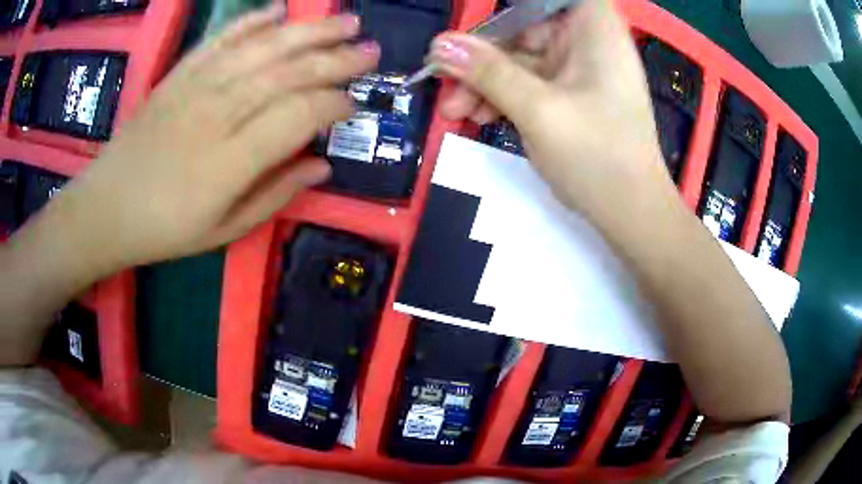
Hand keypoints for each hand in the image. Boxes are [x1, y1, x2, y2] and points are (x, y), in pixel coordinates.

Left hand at [37, 4, 378, 275]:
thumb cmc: (164, 229)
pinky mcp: (177, 76)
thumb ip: (274, 196)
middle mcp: (217, 114)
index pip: (298, 116)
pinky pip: (219, 40)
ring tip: (346, 21)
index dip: (334, 105)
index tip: (354, 105)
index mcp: (230, 162)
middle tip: (372, 50)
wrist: (106, 208)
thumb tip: (321, 166)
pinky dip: (250, 22)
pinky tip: (278, 10)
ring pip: (261, 48)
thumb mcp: (223, 231)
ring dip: (308, 31)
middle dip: (337, 59)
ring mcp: (194, 88)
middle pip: (287, 73)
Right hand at [428, 0, 674, 224]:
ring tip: (454, 113)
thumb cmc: (598, 155)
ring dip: (484, 82)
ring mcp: (577, 70)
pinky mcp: (568, 95)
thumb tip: (438, 46)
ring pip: (519, 60)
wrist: (630, 214)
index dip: (516, 5)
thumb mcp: (538, 109)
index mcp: (594, 28)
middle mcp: (586, 41)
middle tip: (444, 82)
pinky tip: (476, 118)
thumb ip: (487, 72)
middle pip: (524, 28)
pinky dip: (501, 98)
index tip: (483, 24)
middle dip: (482, 56)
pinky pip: (527, 84)